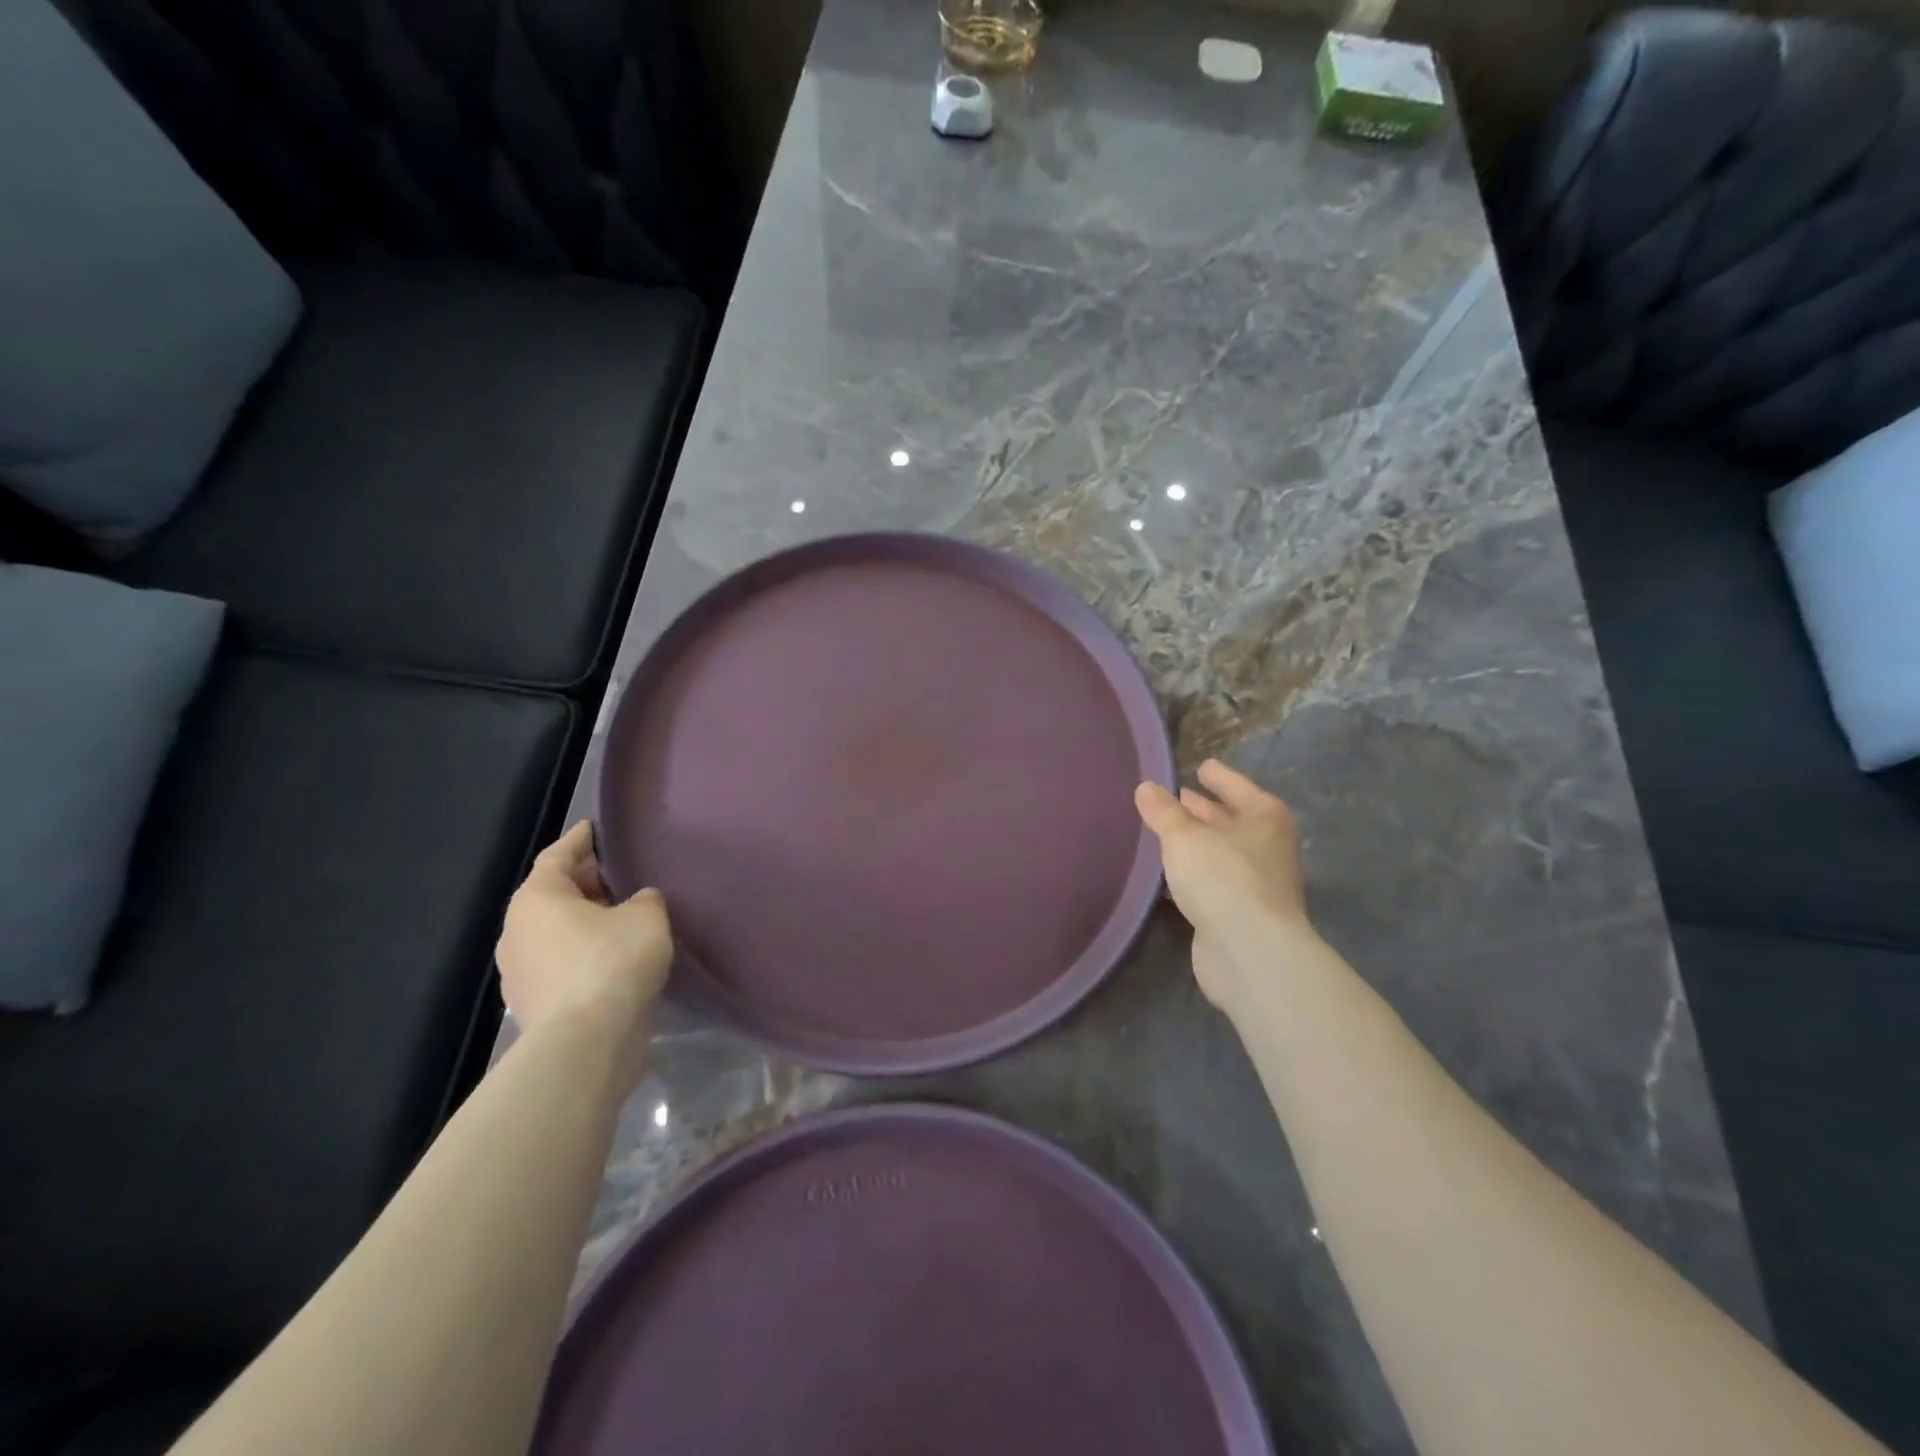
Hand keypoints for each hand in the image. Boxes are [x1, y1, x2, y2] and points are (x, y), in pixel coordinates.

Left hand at [495, 822, 672, 1081]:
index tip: (594, 828)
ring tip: (624, 919)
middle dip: (586, 884)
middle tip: (621, 876)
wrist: (587, 1043)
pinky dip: (585, 955)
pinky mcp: (536, 1006)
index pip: (557, 856)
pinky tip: (616, 959)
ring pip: (557, 933)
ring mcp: (521, 973)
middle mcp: (518, 932)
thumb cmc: (612, 962)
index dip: (580, 840)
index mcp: (537, 899)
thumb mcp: (646, 916)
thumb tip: (636, 903)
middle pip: (554, 895)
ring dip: (586, 923)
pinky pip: (562, 965)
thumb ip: (644, 899)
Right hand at [1134, 760, 1314, 1009]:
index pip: (1237, 787)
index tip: (1201, 766)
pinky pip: (1213, 883)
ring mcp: (1258, 884)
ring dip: (1198, 845)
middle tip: (1177, 798)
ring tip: (1165, 833)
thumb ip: (1163, 812)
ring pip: (1222, 854)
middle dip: (1205, 811)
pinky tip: (1169, 875)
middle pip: (1232, 821)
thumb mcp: (1184, 837)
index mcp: (1265, 818)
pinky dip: (1194, 875)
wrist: (1249, 952)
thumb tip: (1146, 787)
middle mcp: (1268, 847)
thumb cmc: (1223, 878)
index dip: (1218, 776)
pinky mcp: (1242, 916)